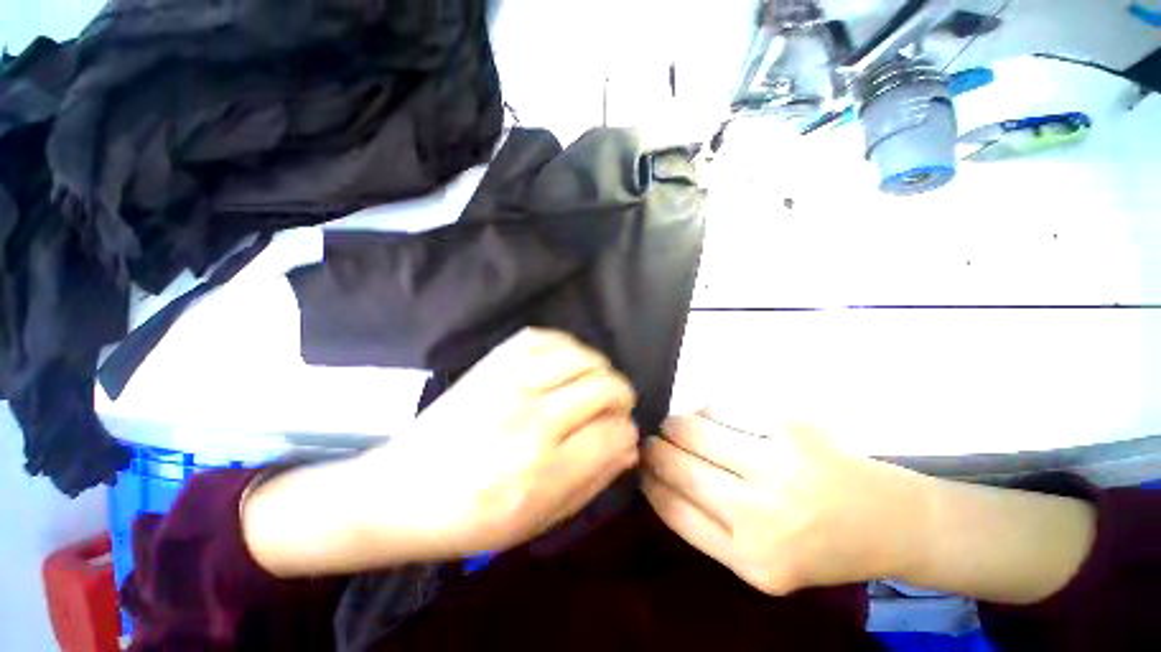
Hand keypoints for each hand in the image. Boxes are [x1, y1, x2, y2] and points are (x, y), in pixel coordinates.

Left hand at [356, 328, 639, 558]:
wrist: (402, 491)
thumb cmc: (473, 519)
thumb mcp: (540, 519)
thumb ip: (593, 479)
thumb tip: (630, 445)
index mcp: (542, 469)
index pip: (613, 433)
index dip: (626, 431)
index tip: (622, 433)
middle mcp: (531, 418)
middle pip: (604, 387)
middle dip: (621, 396)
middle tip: (614, 408)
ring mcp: (510, 382)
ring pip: (581, 356)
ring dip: (599, 369)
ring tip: (593, 384)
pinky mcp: (493, 362)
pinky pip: (546, 337)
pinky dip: (567, 347)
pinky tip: (566, 363)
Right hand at [642, 412, 925, 594]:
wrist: (890, 522)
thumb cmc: (818, 546)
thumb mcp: (759, 564)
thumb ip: (706, 527)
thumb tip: (656, 475)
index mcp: (750, 560)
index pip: (671, 508)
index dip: (647, 480)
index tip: (640, 466)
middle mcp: (761, 515)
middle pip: (676, 464)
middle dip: (654, 446)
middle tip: (653, 439)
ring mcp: (778, 464)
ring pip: (692, 428)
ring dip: (676, 424)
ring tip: (677, 426)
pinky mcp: (790, 426)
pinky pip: (722, 407)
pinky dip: (706, 410)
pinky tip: (710, 417)